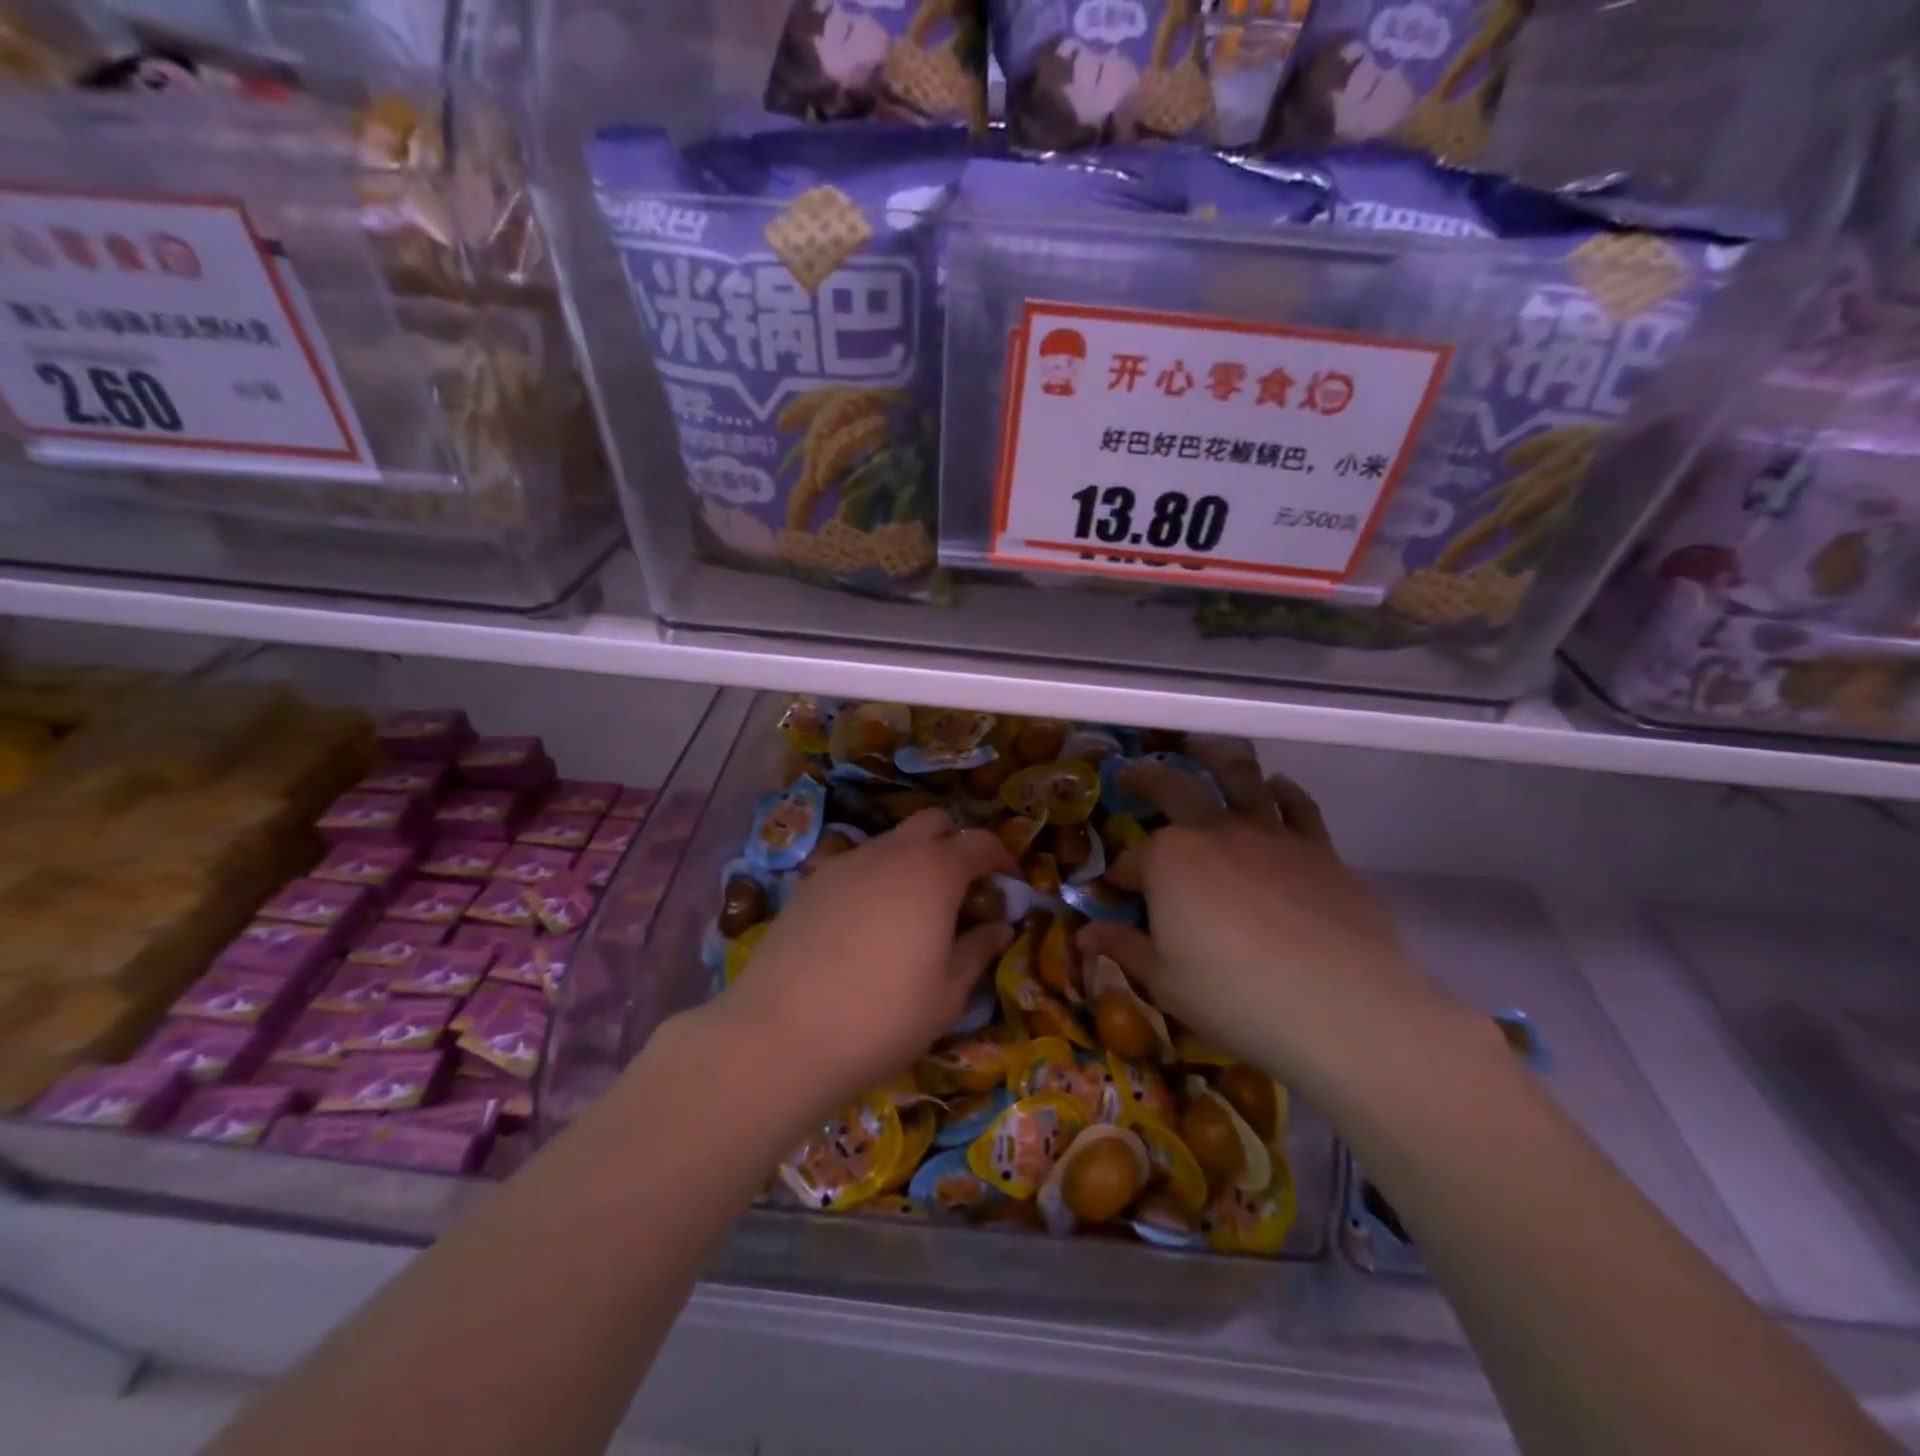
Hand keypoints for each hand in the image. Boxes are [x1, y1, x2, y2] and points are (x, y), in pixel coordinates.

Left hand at [703, 809, 1013, 1119]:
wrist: (782, 1032)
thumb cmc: (883, 1016)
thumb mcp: (947, 994)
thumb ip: (977, 950)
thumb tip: (998, 926)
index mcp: (935, 871)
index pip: (980, 842)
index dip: (1002, 859)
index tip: (1010, 886)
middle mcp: (891, 852)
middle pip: (934, 822)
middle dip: (956, 844)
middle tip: (963, 891)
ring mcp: (846, 862)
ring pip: (891, 841)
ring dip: (914, 860)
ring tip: (914, 911)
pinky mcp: (811, 881)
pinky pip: (856, 863)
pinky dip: (875, 877)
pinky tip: (867, 923)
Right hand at [1077, 739, 1476, 1106]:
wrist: (1343, 1007)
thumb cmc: (1236, 997)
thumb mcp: (1165, 982)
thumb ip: (1125, 948)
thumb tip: (1085, 936)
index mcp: (1169, 860)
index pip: (1132, 860)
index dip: (1120, 875)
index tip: (1117, 891)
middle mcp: (1214, 831)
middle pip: (1174, 788)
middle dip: (1146, 780)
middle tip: (1133, 777)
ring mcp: (1270, 834)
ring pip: (1239, 776)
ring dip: (1216, 756)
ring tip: (1203, 748)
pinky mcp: (1318, 848)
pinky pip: (1298, 805)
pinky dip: (1284, 790)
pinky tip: (1278, 785)